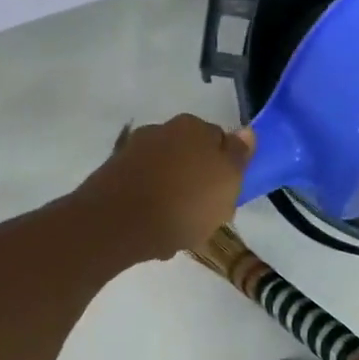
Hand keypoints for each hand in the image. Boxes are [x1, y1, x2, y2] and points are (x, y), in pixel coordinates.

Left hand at [75, 114, 254, 261]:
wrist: (116, 224)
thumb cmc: (185, 202)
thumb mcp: (228, 181)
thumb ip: (239, 155)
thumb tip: (246, 132)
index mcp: (193, 126)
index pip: (221, 142)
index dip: (226, 171)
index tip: (226, 197)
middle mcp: (161, 130)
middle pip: (191, 158)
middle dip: (197, 184)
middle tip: (204, 216)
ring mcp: (133, 152)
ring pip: (166, 176)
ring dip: (173, 197)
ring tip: (177, 231)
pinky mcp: (112, 176)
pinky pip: (143, 192)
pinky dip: (151, 208)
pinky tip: (154, 232)